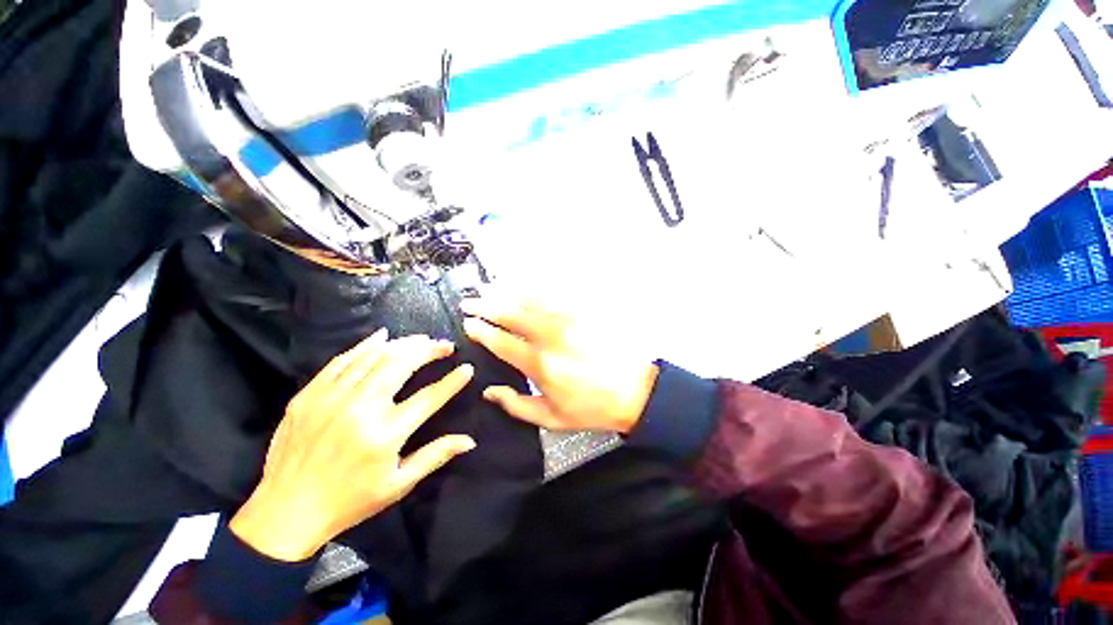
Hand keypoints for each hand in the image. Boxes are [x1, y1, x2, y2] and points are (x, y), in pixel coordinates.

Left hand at [230, 331, 475, 561]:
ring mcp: (331, 399)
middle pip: (401, 365)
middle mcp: (360, 410)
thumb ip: (435, 456)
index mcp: (385, 435)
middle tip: (444, 345)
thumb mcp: (398, 485)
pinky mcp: (308, 396)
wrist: (285, 513)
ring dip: (402, 344)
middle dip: (428, 350)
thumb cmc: (350, 502)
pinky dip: (364, 345)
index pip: (429, 397)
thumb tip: (470, 440)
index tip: (467, 367)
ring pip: (374, 357)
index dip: (452, 381)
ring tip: (421, 339)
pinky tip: (381, 336)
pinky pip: (341, 361)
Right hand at [461, 297, 658, 433]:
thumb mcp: (552, 418)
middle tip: (470, 302)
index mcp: (540, 365)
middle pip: (512, 314)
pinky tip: (525, 286)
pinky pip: (555, 295)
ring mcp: (569, 320)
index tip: (468, 324)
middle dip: (486, 306)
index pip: (502, 341)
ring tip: (490, 288)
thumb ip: (516, 405)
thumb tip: (489, 391)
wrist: (635, 391)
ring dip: (507, 293)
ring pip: (531, 300)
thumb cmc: (592, 408)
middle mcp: (551, 337)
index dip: (481, 331)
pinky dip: (535, 289)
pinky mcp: (584, 312)